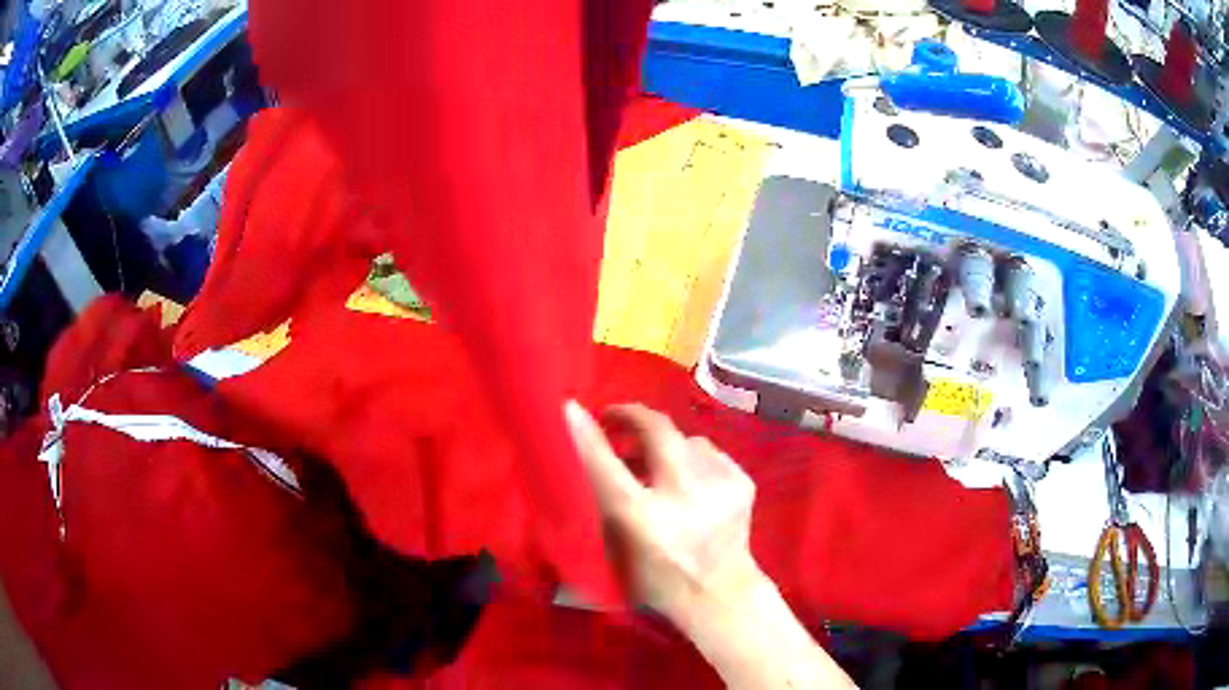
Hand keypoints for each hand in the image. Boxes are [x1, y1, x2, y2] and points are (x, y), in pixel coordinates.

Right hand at [565, 401, 857, 688]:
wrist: (723, 596)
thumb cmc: (660, 582)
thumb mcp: (618, 553)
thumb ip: (603, 506)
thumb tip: (588, 459)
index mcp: (645, 521)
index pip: (607, 466)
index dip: (586, 434)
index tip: (571, 408)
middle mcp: (684, 496)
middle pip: (656, 430)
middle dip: (631, 415)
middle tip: (614, 418)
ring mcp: (719, 485)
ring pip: (684, 439)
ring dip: (664, 444)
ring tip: (655, 462)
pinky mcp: (742, 481)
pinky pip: (708, 452)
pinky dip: (692, 459)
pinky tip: (689, 480)